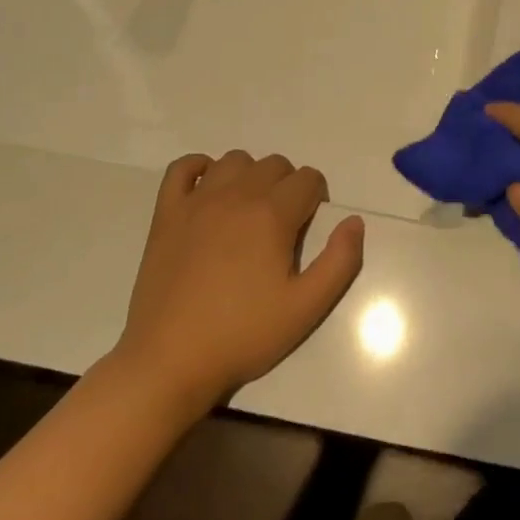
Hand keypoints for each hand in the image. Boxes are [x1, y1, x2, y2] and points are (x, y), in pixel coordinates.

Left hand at [116, 151, 364, 412]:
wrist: (171, 359)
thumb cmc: (243, 335)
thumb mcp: (307, 308)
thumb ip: (340, 261)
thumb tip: (354, 221)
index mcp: (272, 215)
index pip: (308, 179)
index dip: (317, 198)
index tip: (310, 228)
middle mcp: (235, 195)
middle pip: (274, 164)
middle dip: (288, 185)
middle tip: (283, 226)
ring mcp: (196, 201)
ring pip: (233, 160)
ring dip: (250, 175)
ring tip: (250, 211)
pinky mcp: (166, 214)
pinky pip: (181, 168)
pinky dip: (199, 168)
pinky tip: (208, 190)